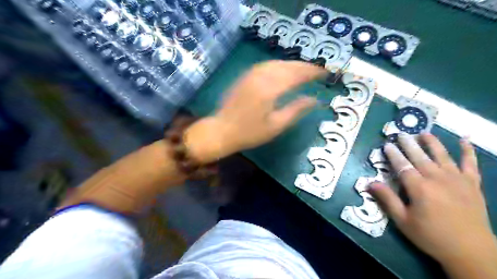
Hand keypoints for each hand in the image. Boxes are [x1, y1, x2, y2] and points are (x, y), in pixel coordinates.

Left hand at [182, 60, 326, 162]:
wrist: (222, 130)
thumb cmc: (250, 133)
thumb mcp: (276, 126)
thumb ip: (296, 110)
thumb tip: (315, 100)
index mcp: (270, 89)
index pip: (296, 75)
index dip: (312, 72)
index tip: (325, 73)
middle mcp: (261, 76)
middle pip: (287, 65)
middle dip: (304, 66)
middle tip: (318, 70)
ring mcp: (251, 74)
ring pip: (277, 63)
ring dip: (292, 64)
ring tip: (304, 70)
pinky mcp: (245, 76)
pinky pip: (266, 65)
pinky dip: (279, 65)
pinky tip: (284, 70)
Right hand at [371, 133, 494, 265]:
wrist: (471, 251)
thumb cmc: (431, 236)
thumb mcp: (403, 221)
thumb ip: (387, 199)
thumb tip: (370, 183)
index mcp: (420, 188)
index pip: (403, 165)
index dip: (393, 154)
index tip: (386, 144)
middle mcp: (438, 179)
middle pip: (420, 157)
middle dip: (409, 144)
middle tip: (401, 133)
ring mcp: (457, 180)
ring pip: (442, 156)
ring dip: (432, 143)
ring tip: (424, 133)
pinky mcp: (473, 184)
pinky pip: (471, 164)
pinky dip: (468, 151)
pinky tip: (464, 139)